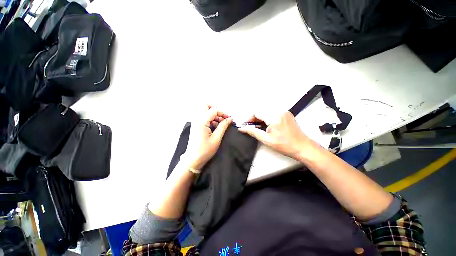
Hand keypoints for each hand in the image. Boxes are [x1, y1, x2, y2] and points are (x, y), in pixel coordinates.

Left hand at [185, 106, 231, 169]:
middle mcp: (197, 119)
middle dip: (216, 109)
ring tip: (221, 124)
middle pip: (206, 106)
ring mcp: (196, 122)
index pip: (214, 110)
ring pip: (205, 111)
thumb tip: (230, 119)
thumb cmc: (205, 150)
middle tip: (223, 117)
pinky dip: (211, 119)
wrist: (193, 159)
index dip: (223, 113)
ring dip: (214, 115)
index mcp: (202, 121)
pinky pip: (204, 117)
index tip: (229, 119)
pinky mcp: (196, 125)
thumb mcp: (216, 138)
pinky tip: (216, 127)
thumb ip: (223, 126)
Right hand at [239, 111, 317, 160]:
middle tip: (251, 127)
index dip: (249, 118)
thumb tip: (242, 128)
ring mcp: (284, 111)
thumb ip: (253, 132)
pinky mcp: (286, 114)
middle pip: (261, 110)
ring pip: (266, 111)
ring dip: (260, 117)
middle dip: (254, 118)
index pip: (256, 112)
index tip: (246, 126)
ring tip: (258, 127)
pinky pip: (272, 112)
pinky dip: (267, 117)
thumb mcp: (266, 140)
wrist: (303, 147)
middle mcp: (279, 110)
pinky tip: (266, 125)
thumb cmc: (285, 145)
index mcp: (274, 116)